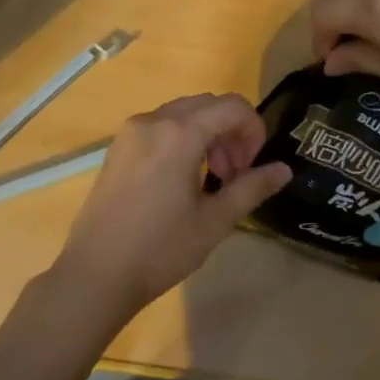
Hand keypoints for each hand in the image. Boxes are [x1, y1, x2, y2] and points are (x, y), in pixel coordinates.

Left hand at [54, 93, 291, 318]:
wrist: (96, 274)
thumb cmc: (160, 249)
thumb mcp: (215, 221)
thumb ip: (252, 188)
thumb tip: (284, 170)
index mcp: (179, 133)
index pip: (231, 106)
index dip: (254, 129)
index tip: (254, 165)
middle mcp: (153, 120)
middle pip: (207, 105)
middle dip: (231, 132)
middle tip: (235, 174)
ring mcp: (130, 132)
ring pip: (183, 114)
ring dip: (207, 135)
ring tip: (211, 179)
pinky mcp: (118, 147)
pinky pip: (160, 126)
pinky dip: (182, 139)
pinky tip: (182, 179)